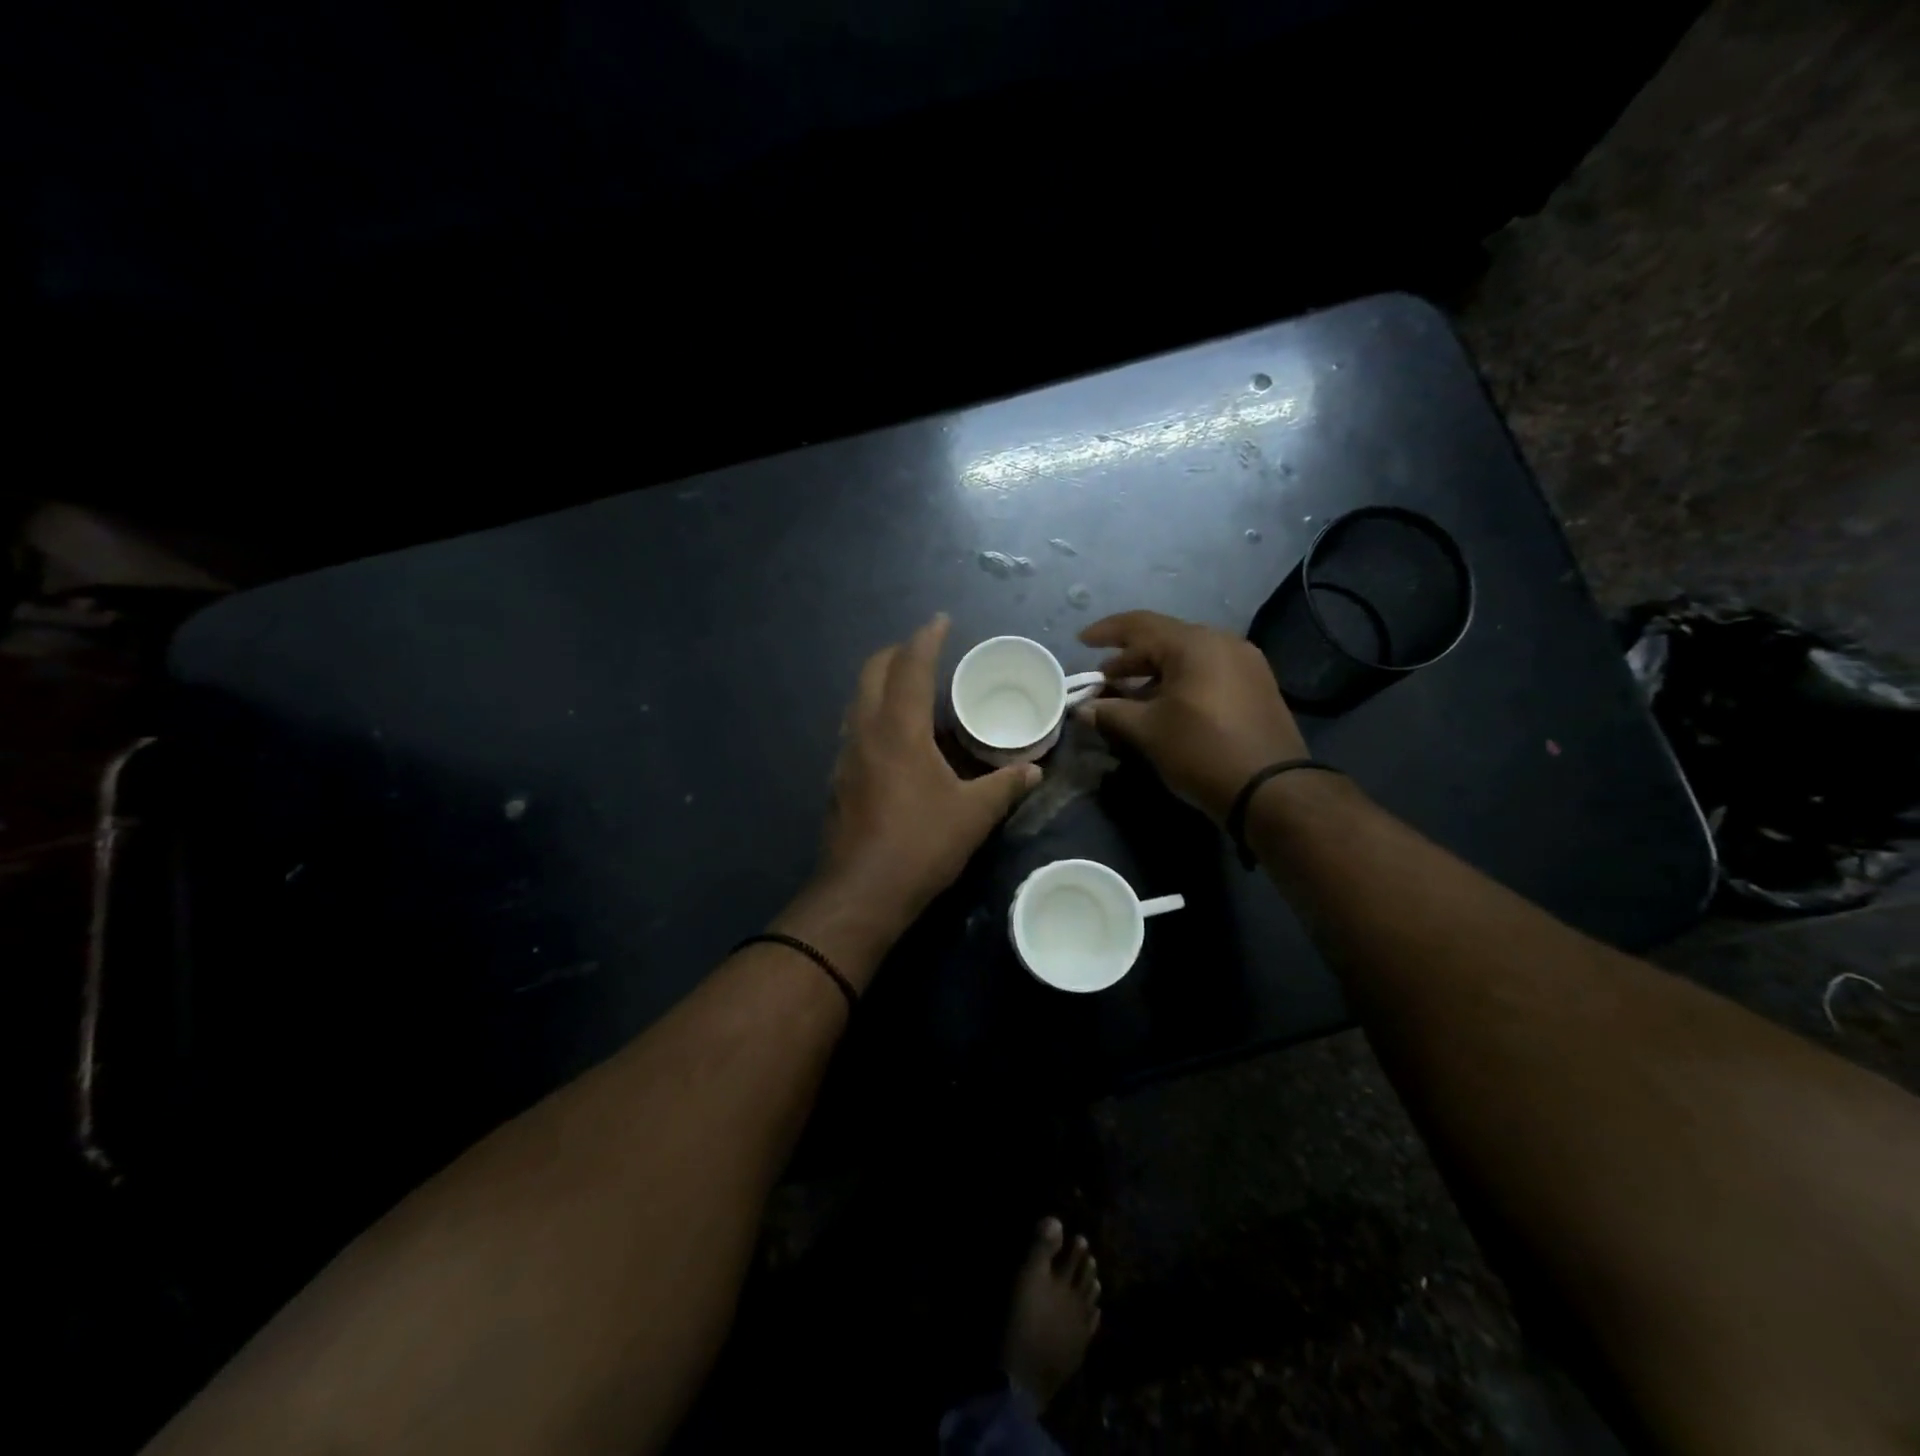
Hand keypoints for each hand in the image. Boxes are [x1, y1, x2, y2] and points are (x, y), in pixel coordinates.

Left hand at [792, 615, 1038, 962]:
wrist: (862, 892)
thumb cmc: (920, 845)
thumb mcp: (973, 815)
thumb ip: (1005, 786)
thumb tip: (1033, 771)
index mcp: (899, 728)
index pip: (911, 666)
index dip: (926, 638)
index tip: (940, 621)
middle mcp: (865, 731)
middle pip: (873, 672)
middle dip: (897, 653)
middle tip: (925, 651)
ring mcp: (845, 755)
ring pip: (858, 700)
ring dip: (882, 682)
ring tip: (912, 689)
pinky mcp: (838, 779)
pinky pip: (855, 728)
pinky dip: (874, 714)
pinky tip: (896, 738)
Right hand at [1076, 610, 1306, 821]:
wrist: (1272, 790)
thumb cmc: (1202, 751)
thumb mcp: (1148, 732)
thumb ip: (1111, 713)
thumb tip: (1081, 710)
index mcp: (1195, 644)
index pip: (1140, 624)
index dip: (1106, 631)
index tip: (1080, 642)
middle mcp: (1223, 642)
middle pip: (1165, 639)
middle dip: (1129, 658)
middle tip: (1103, 679)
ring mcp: (1245, 663)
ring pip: (1187, 657)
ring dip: (1153, 672)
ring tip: (1129, 695)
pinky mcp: (1256, 686)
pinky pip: (1207, 671)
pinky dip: (1179, 681)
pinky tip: (1163, 705)